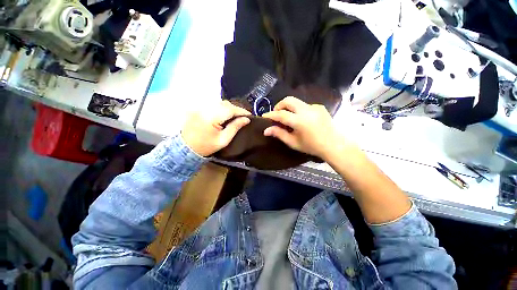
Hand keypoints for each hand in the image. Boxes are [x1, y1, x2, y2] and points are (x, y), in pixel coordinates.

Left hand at [181, 101, 250, 155]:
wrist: (186, 148)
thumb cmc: (206, 146)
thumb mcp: (223, 140)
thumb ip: (235, 127)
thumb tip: (246, 119)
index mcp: (211, 117)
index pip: (230, 109)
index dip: (241, 111)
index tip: (250, 115)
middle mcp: (205, 109)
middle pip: (225, 104)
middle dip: (236, 108)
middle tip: (243, 116)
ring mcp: (200, 107)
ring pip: (219, 102)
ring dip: (229, 107)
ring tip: (235, 115)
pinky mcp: (197, 108)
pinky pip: (213, 104)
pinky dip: (221, 107)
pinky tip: (224, 114)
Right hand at [262, 96, 347, 158]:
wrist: (333, 145)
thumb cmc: (311, 146)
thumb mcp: (293, 142)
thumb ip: (279, 134)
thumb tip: (266, 130)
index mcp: (300, 121)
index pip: (281, 114)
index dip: (271, 114)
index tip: (264, 116)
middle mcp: (307, 110)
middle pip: (288, 100)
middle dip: (279, 105)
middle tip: (277, 114)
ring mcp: (314, 107)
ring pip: (297, 101)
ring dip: (289, 107)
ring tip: (289, 118)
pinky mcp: (320, 107)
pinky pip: (305, 105)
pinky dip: (299, 110)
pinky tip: (302, 119)